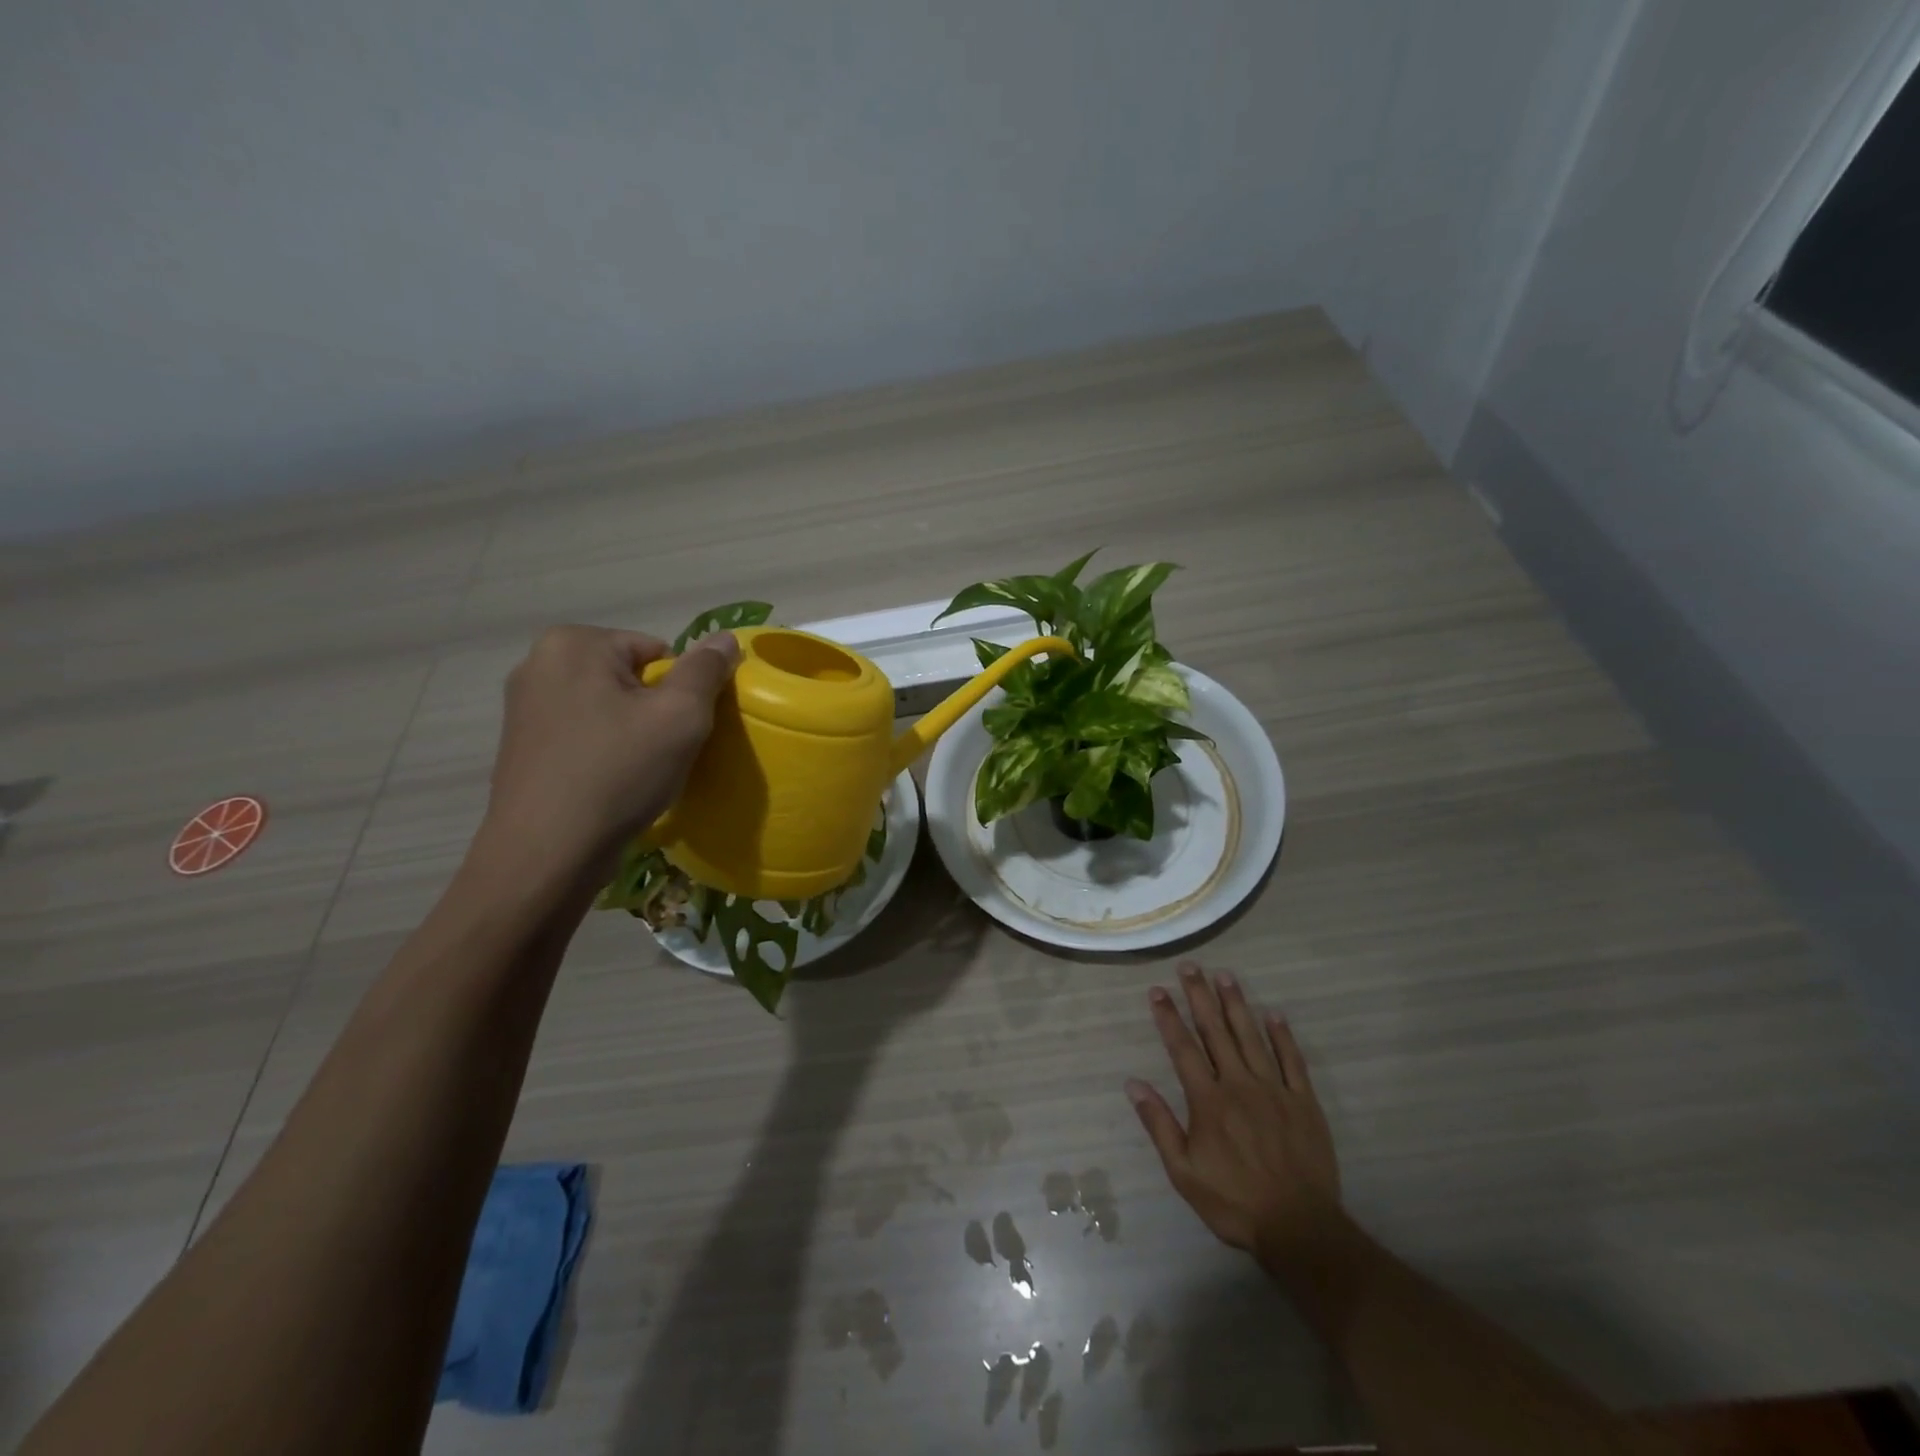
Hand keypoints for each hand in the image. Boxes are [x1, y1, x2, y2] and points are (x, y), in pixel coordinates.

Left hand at [483, 625, 739, 871]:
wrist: (547, 854)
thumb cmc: (619, 773)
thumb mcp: (681, 716)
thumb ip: (706, 670)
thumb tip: (725, 637)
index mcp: (574, 643)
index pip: (657, 651)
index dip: (680, 691)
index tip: (679, 731)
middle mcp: (539, 662)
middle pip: (630, 676)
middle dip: (653, 710)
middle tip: (663, 753)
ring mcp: (522, 705)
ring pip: (607, 706)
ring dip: (630, 731)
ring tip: (638, 772)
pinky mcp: (520, 744)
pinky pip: (582, 732)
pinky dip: (603, 751)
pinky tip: (610, 783)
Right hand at [1128, 960, 1342, 1274]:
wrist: (1300, 1228)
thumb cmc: (1234, 1202)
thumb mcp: (1184, 1172)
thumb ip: (1159, 1124)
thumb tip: (1133, 1084)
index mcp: (1208, 1100)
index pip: (1183, 1048)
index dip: (1169, 1017)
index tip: (1158, 990)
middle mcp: (1239, 1084)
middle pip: (1216, 1032)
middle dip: (1200, 996)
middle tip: (1190, 966)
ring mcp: (1274, 1090)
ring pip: (1251, 1037)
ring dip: (1236, 1004)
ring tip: (1225, 975)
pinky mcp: (1304, 1102)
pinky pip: (1292, 1061)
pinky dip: (1283, 1036)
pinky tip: (1274, 1014)